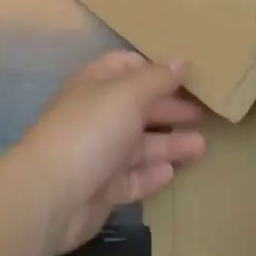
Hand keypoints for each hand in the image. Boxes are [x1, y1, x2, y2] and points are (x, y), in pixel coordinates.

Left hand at [9, 52, 206, 255]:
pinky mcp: (102, 189)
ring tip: (202, 146)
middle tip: (204, 113)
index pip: (128, 66)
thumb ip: (158, 78)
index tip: (189, 74)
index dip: (156, 68)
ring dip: (169, 144)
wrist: (51, 195)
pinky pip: (132, 178)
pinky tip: (172, 172)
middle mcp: (97, 115)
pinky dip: (151, 174)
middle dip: (169, 108)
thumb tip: (183, 60)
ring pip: (140, 145)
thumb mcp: (129, 94)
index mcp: (97, 84)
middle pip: (138, 107)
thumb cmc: (91, 130)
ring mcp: (98, 154)